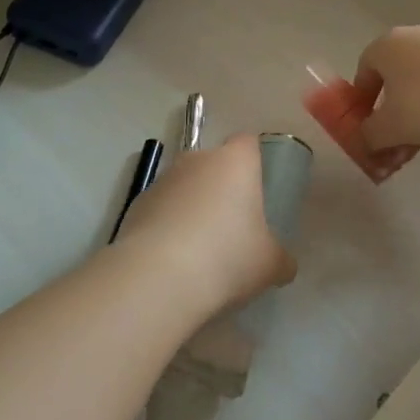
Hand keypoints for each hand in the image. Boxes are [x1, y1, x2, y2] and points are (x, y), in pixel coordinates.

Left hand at [116, 135, 295, 310]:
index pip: (248, 142)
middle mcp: (197, 160)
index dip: (254, 161)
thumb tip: (283, 263)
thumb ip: (280, 258)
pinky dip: (167, 225)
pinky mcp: (136, 204)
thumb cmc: (226, 257)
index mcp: (235, 162)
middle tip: (231, 225)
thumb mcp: (269, 265)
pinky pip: (161, 209)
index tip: (258, 189)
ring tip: (199, 249)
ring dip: (192, 206)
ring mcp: (162, 180)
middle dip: (221, 188)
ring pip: (184, 186)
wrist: (158, 277)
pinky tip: (173, 259)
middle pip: (213, 164)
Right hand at [354, 25, 419, 181]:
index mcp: (390, 47)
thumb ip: (369, 137)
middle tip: (393, 155)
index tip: (364, 132)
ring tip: (419, 164)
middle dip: (394, 126)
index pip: (364, 71)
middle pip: (399, 86)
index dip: (360, 105)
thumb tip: (365, 142)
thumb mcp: (391, 127)